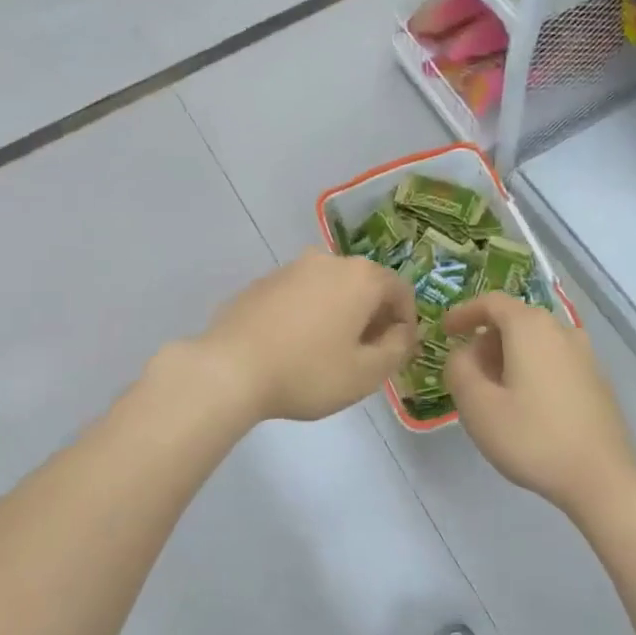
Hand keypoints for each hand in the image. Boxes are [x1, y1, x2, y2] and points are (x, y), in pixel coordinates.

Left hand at [196, 249, 418, 422]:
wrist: (229, 370)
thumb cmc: (307, 372)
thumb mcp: (366, 374)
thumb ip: (397, 349)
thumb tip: (402, 333)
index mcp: (360, 277)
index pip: (401, 291)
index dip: (406, 322)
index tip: (396, 353)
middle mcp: (327, 260)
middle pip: (365, 285)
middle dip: (372, 317)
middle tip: (365, 356)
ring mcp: (290, 268)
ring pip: (331, 288)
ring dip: (340, 314)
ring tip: (328, 353)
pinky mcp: (262, 282)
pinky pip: (300, 295)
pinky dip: (308, 314)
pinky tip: (294, 347)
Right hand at [443, 292, 635, 518]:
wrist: (602, 477)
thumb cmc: (532, 437)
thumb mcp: (477, 405)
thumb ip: (459, 369)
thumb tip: (463, 353)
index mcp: (530, 327)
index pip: (491, 302)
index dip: (464, 312)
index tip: (445, 331)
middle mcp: (561, 331)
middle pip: (515, 320)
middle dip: (486, 339)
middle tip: (466, 370)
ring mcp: (584, 355)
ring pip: (535, 342)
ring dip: (508, 356)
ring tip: (492, 391)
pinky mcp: (596, 380)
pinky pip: (553, 360)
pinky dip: (530, 369)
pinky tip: (524, 405)